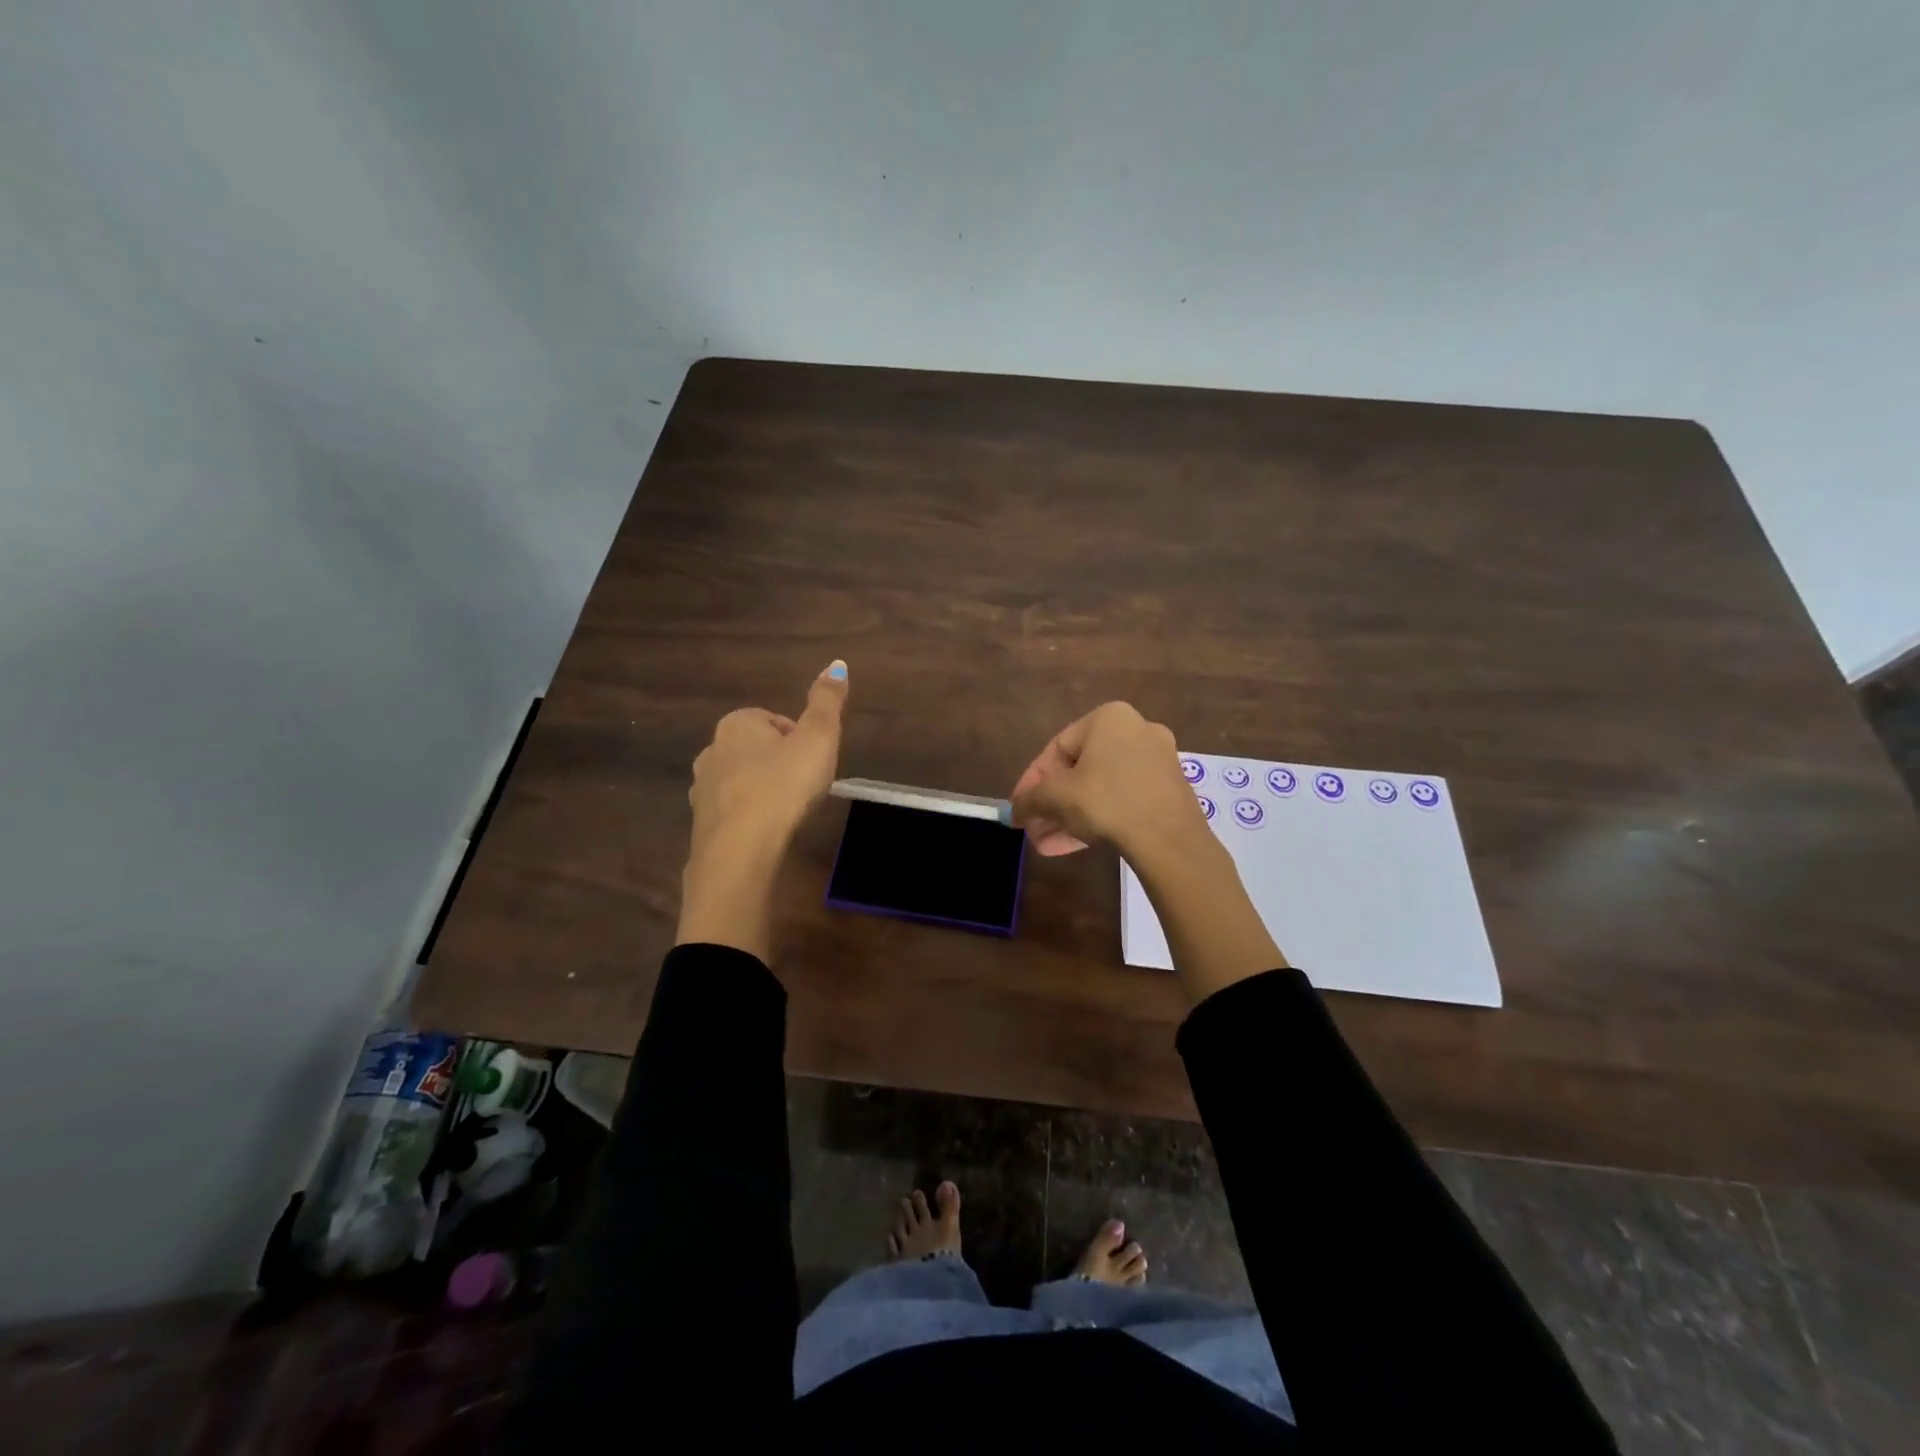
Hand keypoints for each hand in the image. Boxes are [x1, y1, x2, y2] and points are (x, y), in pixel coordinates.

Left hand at [677, 660, 847, 959]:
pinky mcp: (700, 822)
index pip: (773, 720)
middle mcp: (712, 749)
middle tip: (805, 784)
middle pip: (755, 749)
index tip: (815, 761)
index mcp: (737, 724)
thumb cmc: (784, 785)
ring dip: (761, 789)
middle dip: (778, 762)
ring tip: (787, 810)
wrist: (740, 849)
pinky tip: (767, 831)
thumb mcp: (818, 738)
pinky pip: (731, 810)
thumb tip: (837, 663)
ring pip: (739, 779)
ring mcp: (701, 788)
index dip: (799, 738)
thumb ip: (827, 701)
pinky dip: (748, 815)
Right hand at [1014, 701, 1286, 1000]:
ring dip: (1070, 816)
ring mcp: (1157, 761)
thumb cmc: (1106, 802)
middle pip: (1079, 770)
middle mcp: (1136, 730)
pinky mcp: (1169, 790)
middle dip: (1052, 804)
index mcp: (1109, 718)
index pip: (1056, 748)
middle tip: (1034, 830)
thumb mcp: (1056, 798)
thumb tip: (1015, 810)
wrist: (1170, 840)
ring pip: (1099, 788)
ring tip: (1048, 845)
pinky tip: (1074, 846)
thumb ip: (1029, 800)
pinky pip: (1122, 799)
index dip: (1031, 782)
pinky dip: (1098, 818)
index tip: (1020, 809)